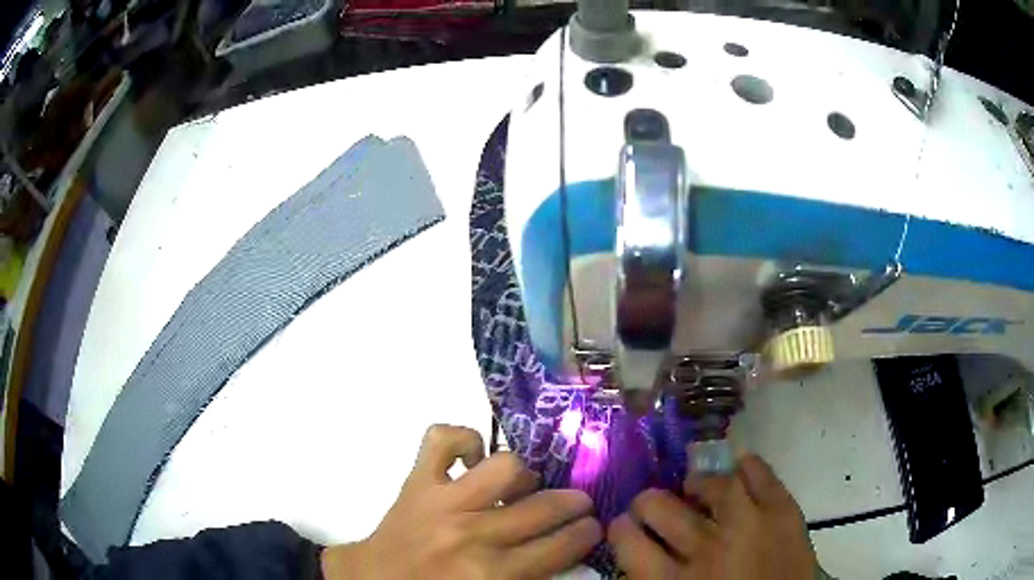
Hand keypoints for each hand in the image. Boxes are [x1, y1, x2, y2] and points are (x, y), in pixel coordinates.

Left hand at [322, 425, 601, 578]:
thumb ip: (530, 577)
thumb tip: (564, 550)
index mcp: (492, 573)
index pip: (559, 547)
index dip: (586, 534)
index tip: (593, 528)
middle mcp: (473, 534)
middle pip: (544, 507)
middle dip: (573, 504)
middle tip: (578, 505)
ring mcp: (442, 501)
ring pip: (506, 467)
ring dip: (523, 476)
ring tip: (522, 487)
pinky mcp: (416, 480)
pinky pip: (443, 438)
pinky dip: (463, 440)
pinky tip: (471, 460)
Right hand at [607, 455, 816, 578]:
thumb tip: (640, 554)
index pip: (629, 542)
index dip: (620, 529)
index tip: (623, 525)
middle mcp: (705, 549)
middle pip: (660, 507)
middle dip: (648, 502)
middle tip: (652, 505)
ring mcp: (748, 525)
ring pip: (710, 484)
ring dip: (695, 481)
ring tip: (693, 485)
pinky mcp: (782, 512)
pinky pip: (759, 474)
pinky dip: (745, 465)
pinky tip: (736, 468)